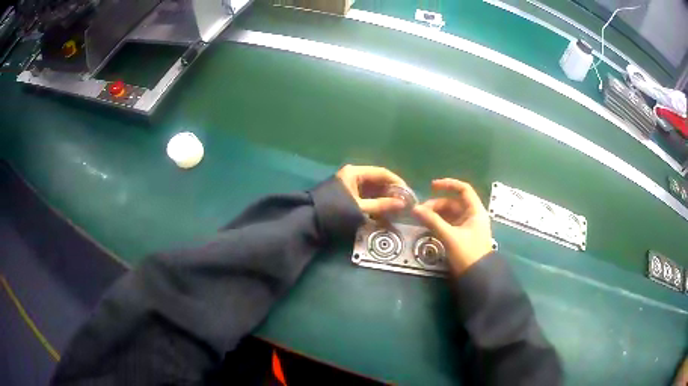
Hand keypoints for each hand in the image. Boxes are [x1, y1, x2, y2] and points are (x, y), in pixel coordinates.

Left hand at [336, 165, 407, 215]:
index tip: (408, 194)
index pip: (382, 173)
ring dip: (384, 199)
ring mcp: (349, 185)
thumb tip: (403, 203)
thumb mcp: (360, 209)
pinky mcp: (347, 196)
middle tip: (404, 205)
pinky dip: (375, 204)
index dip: (397, 182)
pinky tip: (383, 214)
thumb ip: (382, 205)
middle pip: (378, 181)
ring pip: (372, 190)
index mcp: (355, 173)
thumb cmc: (335, 212)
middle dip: (391, 193)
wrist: (310, 221)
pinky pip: (365, 197)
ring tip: (395, 211)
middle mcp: (353, 175)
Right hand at [412, 179, 492, 273]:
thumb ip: (433, 221)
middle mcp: (472, 215)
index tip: (431, 186)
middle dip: (436, 204)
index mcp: (475, 211)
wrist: (477, 277)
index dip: (448, 184)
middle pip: (453, 203)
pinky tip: (428, 226)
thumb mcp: (450, 236)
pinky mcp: (462, 236)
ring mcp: (467, 226)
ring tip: (421, 219)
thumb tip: (415, 209)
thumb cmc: (468, 253)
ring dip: (436, 214)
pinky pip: (449, 224)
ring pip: (450, 214)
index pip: (463, 189)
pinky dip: (439, 223)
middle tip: (420, 211)